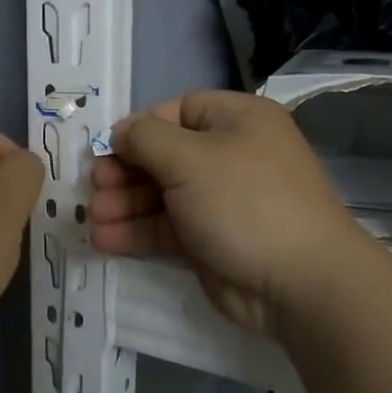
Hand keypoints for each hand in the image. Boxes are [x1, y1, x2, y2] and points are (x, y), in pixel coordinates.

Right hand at [88, 91, 364, 335]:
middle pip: (164, 155)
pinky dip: (136, 232)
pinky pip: (167, 227)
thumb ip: (146, 139)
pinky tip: (104, 240)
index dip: (139, 127)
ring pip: (161, 194)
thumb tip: (121, 132)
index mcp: (236, 120)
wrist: (298, 282)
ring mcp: (220, 200)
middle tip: (94, 188)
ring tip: (93, 219)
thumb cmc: (244, 202)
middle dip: (124, 171)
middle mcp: (229, 155)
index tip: (108, 149)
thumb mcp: (190, 159)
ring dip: (124, 204)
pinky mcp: (210, 239)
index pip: (177, 110)